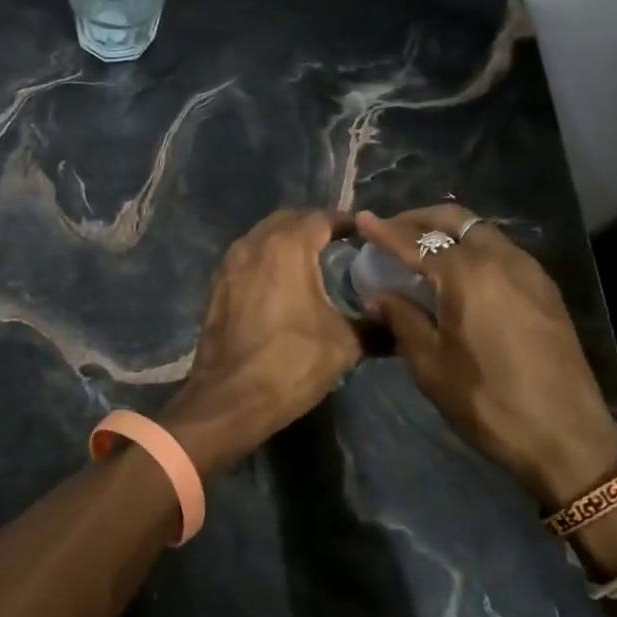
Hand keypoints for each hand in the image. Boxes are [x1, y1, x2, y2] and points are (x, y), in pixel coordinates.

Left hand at [161, 209, 362, 475]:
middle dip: (313, 225)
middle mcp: (254, 244)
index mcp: (287, 247)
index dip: (345, 222)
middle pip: (288, 220)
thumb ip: (376, 328)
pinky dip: (266, 260)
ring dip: (286, 241)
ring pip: (263, 237)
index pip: (321, 219)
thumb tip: (400, 327)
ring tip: (312, 261)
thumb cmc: (291, 363)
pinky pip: (247, 258)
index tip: (364, 234)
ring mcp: (230, 264)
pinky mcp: (217, 286)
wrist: (229, 398)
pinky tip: (282, 283)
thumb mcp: (344, 345)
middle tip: (338, 242)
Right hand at [355, 204, 616, 506]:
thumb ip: (403, 320)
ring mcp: (529, 271)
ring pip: (480, 231)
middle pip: (454, 219)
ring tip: (422, 250)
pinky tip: (459, 273)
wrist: (567, 436)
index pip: (416, 241)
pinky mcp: (544, 289)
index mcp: (468, 275)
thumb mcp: (431, 365)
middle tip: (391, 231)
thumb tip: (378, 294)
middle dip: (418, 219)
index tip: (362, 220)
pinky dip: (472, 248)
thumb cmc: (489, 402)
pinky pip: (500, 250)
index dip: (385, 231)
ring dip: (448, 231)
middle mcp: (500, 259)